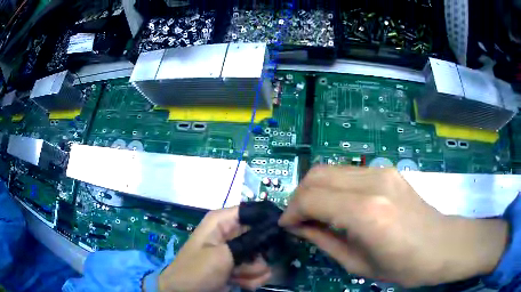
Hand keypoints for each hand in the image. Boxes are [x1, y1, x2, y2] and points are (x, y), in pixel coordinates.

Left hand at [158, 207, 271, 291]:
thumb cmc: (197, 270)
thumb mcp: (222, 255)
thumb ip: (248, 243)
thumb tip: (273, 231)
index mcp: (222, 222)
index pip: (252, 211)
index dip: (268, 220)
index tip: (282, 233)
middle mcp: (230, 234)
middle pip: (261, 236)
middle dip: (258, 255)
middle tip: (249, 265)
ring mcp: (235, 252)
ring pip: (261, 257)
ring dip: (253, 270)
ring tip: (239, 276)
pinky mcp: (237, 267)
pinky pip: (256, 270)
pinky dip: (251, 279)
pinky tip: (240, 283)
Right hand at [279, 166, 508, 286]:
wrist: (441, 245)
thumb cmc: (403, 265)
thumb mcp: (358, 264)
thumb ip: (323, 240)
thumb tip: (299, 226)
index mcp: (366, 212)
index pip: (311, 197)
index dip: (292, 211)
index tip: (288, 226)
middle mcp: (373, 183)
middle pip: (317, 174)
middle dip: (299, 196)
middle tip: (299, 219)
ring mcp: (382, 171)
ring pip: (330, 168)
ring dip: (315, 190)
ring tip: (317, 214)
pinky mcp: (387, 171)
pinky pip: (348, 172)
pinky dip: (333, 187)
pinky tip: (339, 206)